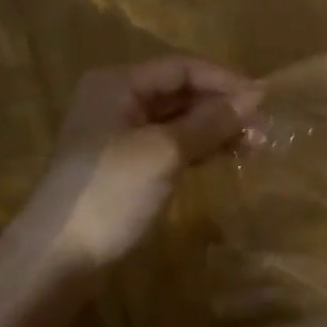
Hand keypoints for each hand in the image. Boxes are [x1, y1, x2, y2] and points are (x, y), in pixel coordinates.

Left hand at [13, 58, 259, 283]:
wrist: (59, 258)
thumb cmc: (111, 193)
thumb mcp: (165, 152)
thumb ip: (210, 122)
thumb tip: (254, 98)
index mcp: (118, 85)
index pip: (183, 68)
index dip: (226, 81)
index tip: (266, 101)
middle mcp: (118, 102)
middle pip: (182, 93)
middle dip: (224, 107)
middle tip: (265, 128)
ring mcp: (121, 136)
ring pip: (180, 121)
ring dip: (217, 129)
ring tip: (256, 145)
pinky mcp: (128, 166)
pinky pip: (173, 145)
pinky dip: (201, 148)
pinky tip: (229, 157)